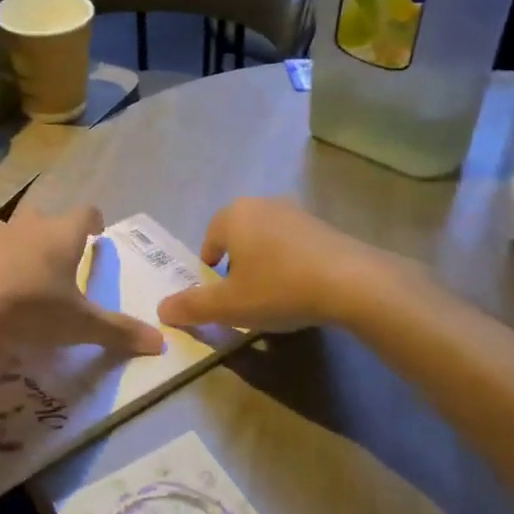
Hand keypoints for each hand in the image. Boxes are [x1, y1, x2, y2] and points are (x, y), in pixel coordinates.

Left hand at [0, 207, 163, 358]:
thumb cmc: (32, 307)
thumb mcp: (80, 325)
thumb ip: (119, 332)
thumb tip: (161, 344)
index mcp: (61, 235)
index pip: (85, 213)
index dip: (92, 221)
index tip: (96, 233)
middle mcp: (26, 227)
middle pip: (43, 217)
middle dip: (50, 233)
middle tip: (55, 258)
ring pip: (5, 232)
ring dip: (13, 246)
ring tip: (17, 273)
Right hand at [156, 198, 397, 333]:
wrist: (351, 282)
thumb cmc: (279, 288)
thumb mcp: (229, 306)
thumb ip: (192, 307)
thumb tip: (161, 309)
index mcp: (234, 215)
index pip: (210, 239)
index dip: (209, 269)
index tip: (219, 294)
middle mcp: (263, 204)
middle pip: (238, 236)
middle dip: (237, 264)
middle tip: (243, 296)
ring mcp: (297, 212)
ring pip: (267, 239)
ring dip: (264, 263)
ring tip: (273, 295)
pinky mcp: (324, 226)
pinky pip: (294, 244)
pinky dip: (290, 263)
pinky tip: (301, 289)